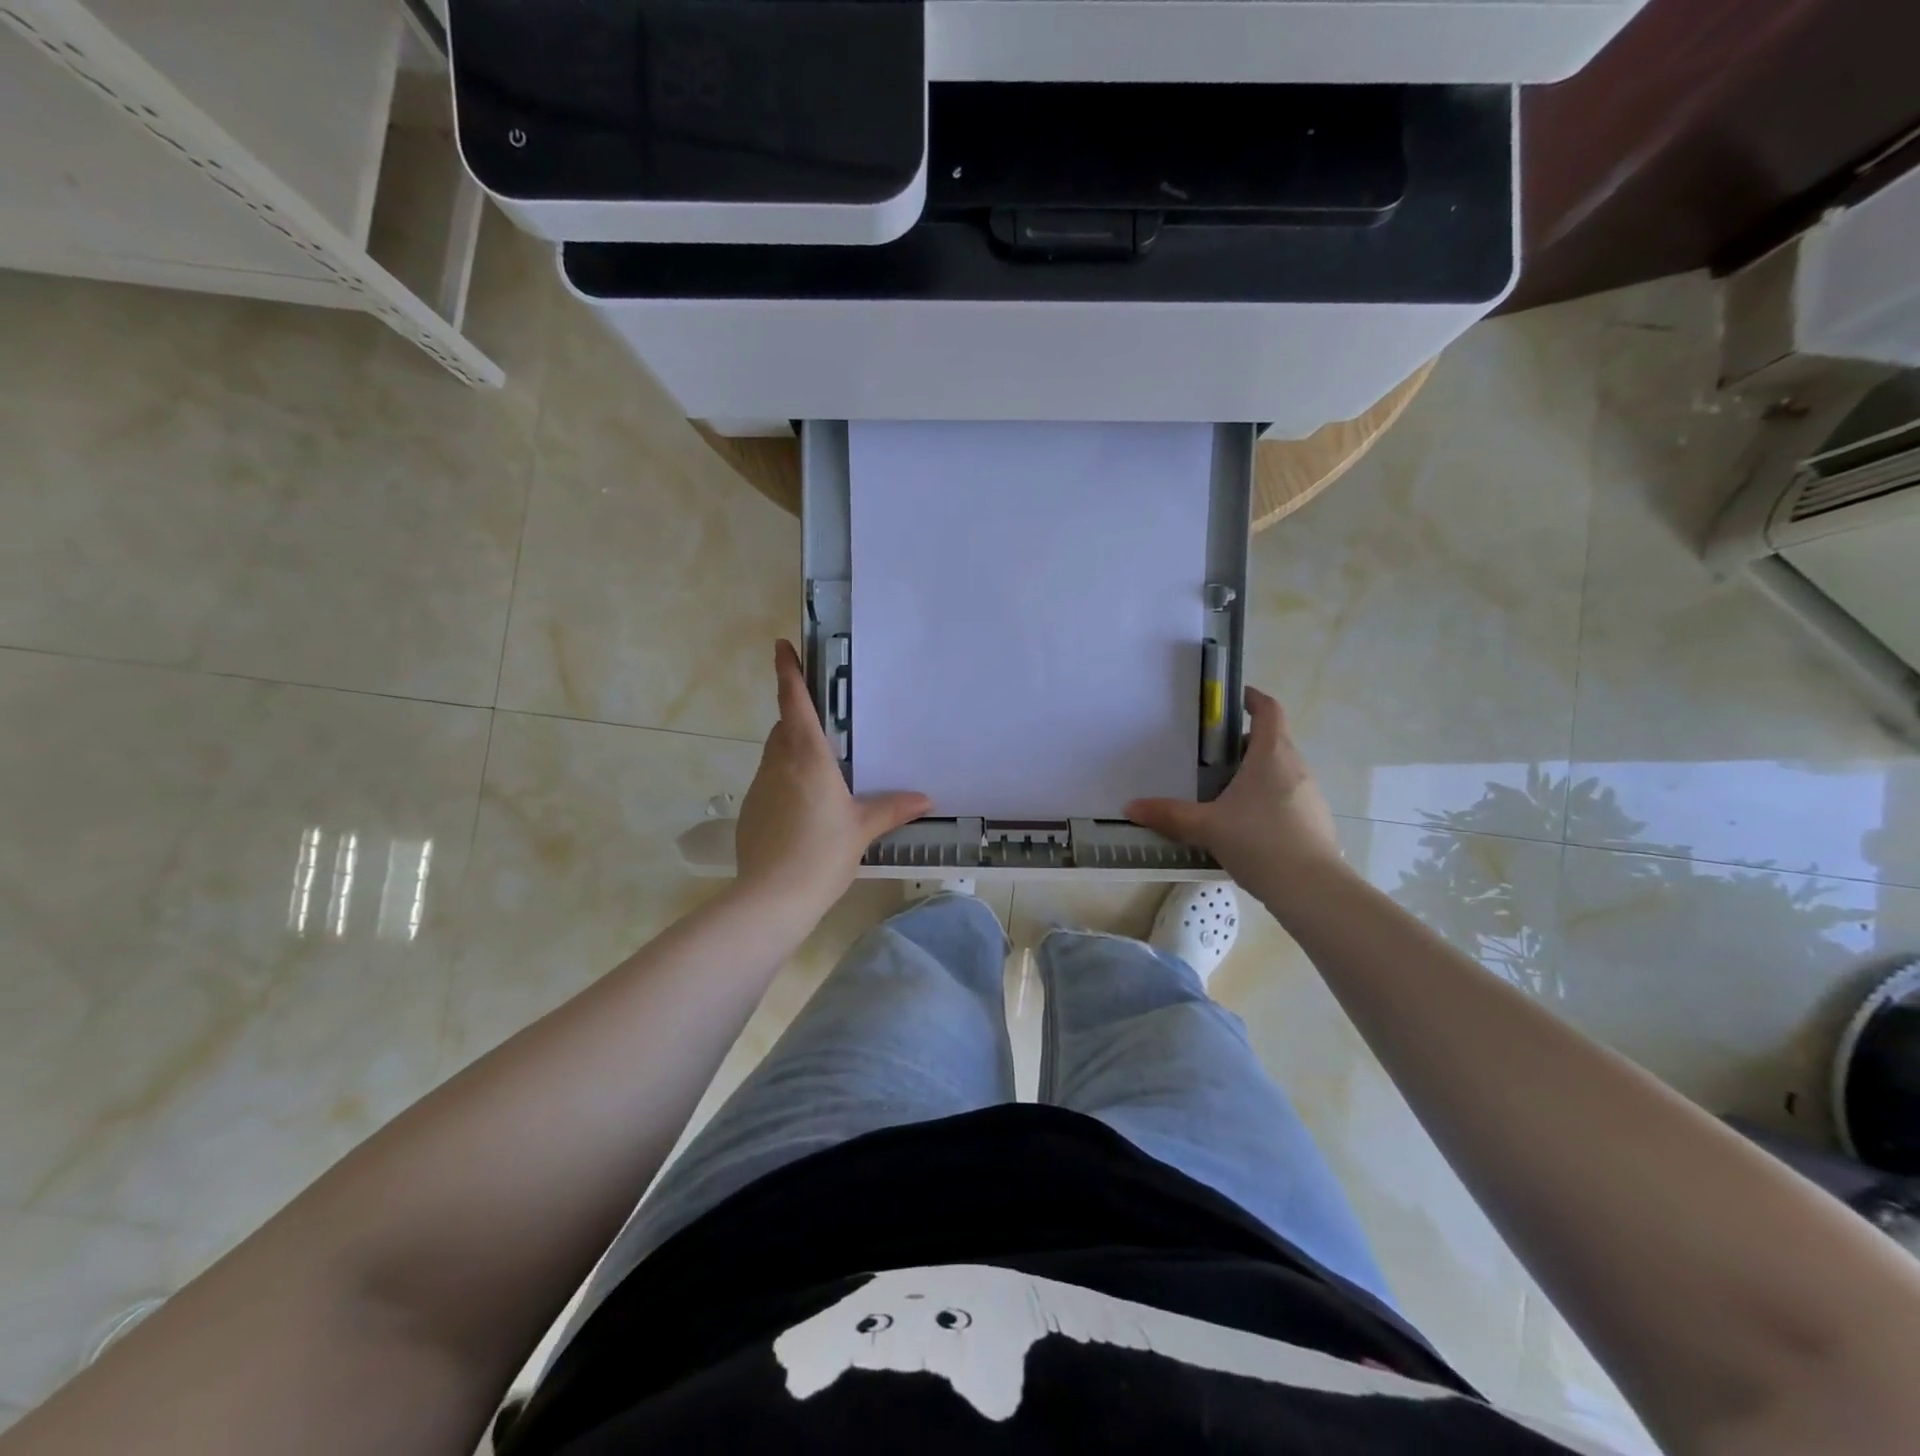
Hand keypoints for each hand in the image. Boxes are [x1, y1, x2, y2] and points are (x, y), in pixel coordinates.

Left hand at [734, 641, 930, 912]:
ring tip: (821, 774)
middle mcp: (778, 764)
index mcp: (807, 757)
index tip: (781, 647)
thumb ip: (892, 809)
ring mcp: (759, 788)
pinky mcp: (750, 812)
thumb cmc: (822, 854)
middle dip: (798, 717)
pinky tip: (804, 811)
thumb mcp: (862, 829)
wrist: (771, 898)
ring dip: (792, 752)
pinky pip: (770, 783)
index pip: (794, 703)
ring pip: (776, 756)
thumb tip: (926, 799)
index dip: (788, 673)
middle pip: (784, 728)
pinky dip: (785, 783)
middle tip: (824, 724)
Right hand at [1126, 686, 1340, 882]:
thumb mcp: (1206, 827)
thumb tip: (1131, 808)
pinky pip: (1286, 797)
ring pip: (1279, 770)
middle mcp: (1295, 767)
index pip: (1269, 710)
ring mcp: (1309, 795)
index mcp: (1272, 755)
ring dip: (1254, 772)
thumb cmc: (1259, 842)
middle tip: (1209, 756)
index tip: (1233, 698)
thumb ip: (1169, 815)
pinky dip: (1265, 799)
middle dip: (1242, 743)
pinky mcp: (1314, 821)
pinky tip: (1243, 825)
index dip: (1252, 698)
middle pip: (1272, 740)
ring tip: (1221, 792)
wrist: (1312, 889)